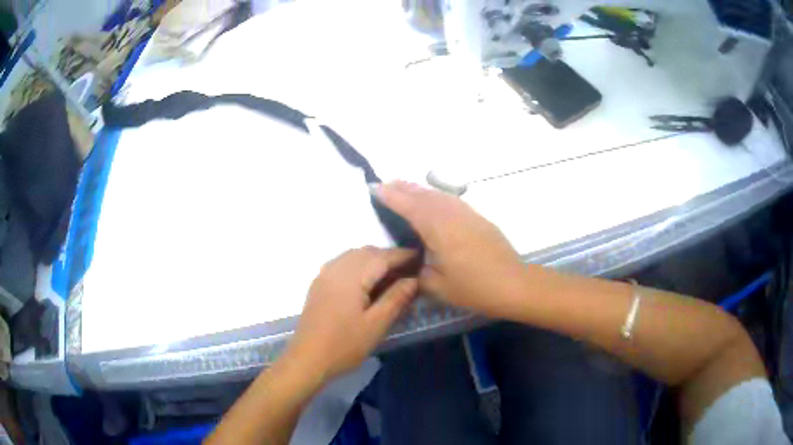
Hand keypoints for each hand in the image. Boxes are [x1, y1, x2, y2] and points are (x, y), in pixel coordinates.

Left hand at [286, 247, 418, 381]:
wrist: (308, 359)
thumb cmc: (344, 345)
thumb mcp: (376, 324)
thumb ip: (396, 298)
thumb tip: (414, 279)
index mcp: (351, 276)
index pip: (382, 257)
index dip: (403, 255)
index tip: (421, 258)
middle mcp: (336, 268)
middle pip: (367, 252)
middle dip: (389, 256)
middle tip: (409, 270)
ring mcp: (324, 274)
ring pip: (353, 256)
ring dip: (373, 260)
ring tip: (391, 275)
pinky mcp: (319, 284)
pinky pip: (342, 264)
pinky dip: (359, 265)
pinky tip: (367, 281)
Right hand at [374, 182, 525, 317]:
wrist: (512, 283)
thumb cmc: (473, 287)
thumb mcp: (437, 286)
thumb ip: (417, 273)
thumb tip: (410, 263)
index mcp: (437, 228)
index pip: (408, 206)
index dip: (390, 196)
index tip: (374, 188)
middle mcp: (450, 214)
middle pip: (422, 195)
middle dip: (403, 188)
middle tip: (385, 183)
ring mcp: (466, 213)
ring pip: (438, 195)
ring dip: (419, 189)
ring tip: (404, 187)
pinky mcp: (477, 218)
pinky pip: (450, 200)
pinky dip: (435, 196)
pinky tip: (433, 200)